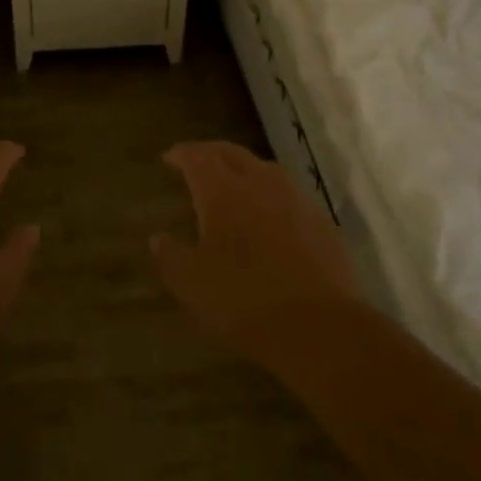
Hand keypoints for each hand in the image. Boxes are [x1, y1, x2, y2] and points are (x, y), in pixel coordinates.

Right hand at [150, 141, 361, 365]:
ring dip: (244, 169)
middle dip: (212, 152)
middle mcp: (260, 185)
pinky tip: (270, 215)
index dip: (182, 154)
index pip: (198, 158)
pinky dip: (271, 194)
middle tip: (197, 160)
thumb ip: (172, 256)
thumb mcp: (192, 284)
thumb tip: (158, 239)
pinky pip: (290, 194)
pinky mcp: (322, 222)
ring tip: (233, 183)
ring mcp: (296, 201)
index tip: (170, 158)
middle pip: (233, 154)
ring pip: (266, 169)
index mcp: (223, 193)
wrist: (319, 328)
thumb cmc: (244, 302)